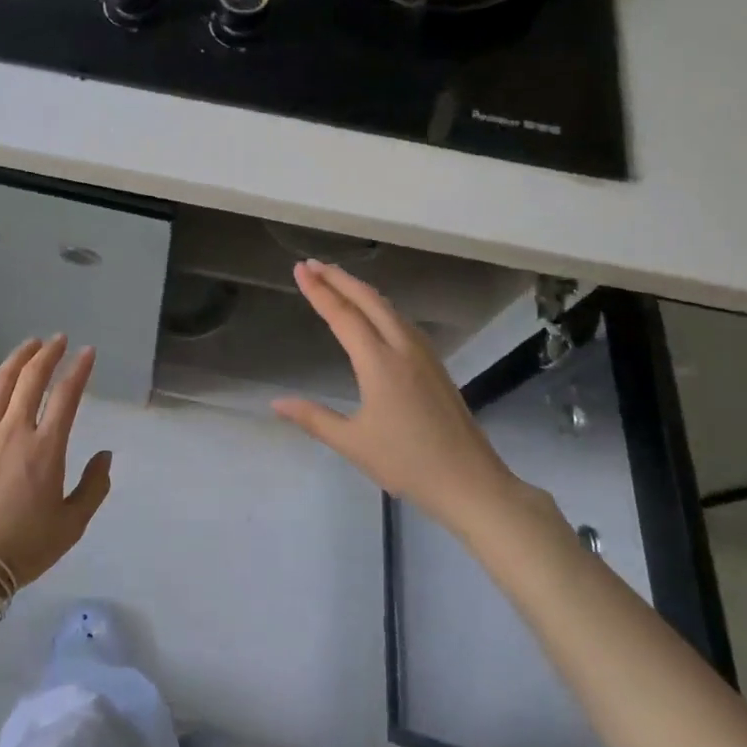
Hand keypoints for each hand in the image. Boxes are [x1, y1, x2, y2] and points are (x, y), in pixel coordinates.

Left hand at [0, 335, 111, 588]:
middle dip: (48, 354)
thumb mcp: (72, 525)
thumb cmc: (23, 547)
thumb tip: (105, 455)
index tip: (87, 353)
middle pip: (32, 379)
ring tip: (29, 345)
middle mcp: (14, 430)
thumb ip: (94, 487)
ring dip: (17, 359)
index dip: (79, 370)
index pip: (67, 395)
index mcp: (46, 448)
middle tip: (58, 341)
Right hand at [272, 261, 529, 531]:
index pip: (343, 315)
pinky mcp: (434, 364)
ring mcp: (423, 354)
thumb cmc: (407, 463)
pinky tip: (373, 313)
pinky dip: (379, 305)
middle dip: (339, 278)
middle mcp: (402, 348)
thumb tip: (276, 403)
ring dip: (360, 289)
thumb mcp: (352, 443)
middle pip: (368, 300)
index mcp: (379, 362)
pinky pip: (401, 321)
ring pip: (388, 307)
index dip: (319, 291)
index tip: (299, 269)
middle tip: (312, 264)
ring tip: (336, 279)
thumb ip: (313, 418)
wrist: (470, 482)